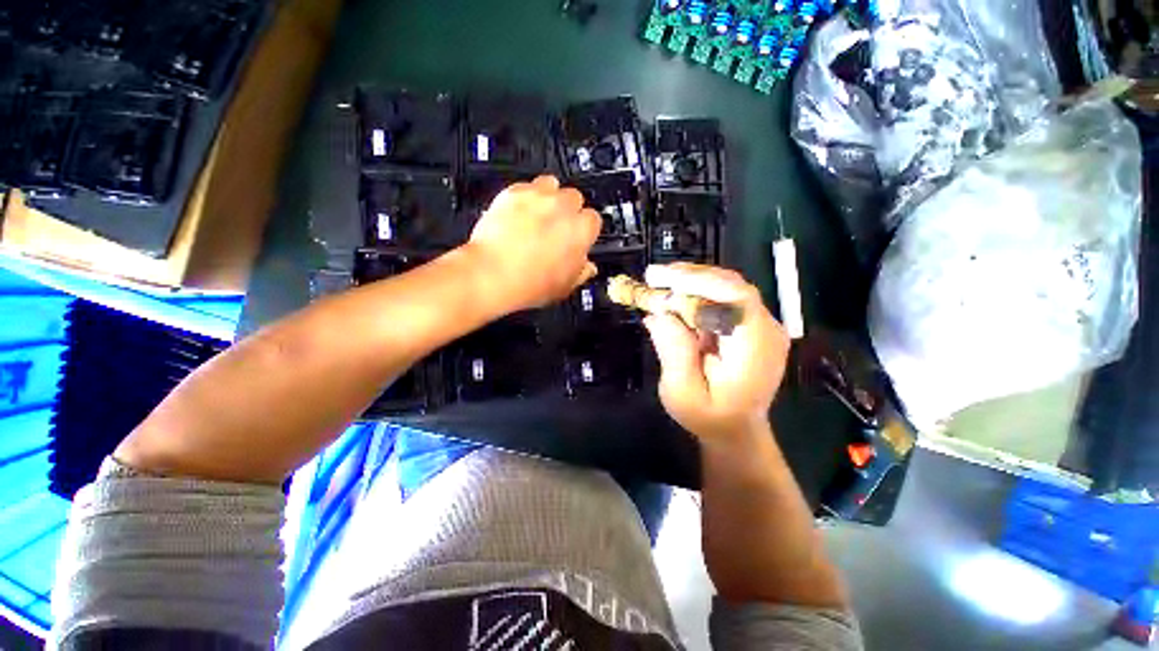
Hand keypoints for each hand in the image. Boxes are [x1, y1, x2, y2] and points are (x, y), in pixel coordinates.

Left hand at [462, 176, 600, 312]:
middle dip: (566, 209)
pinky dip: (522, 196)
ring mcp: (538, 196)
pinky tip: (516, 213)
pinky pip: (524, 186)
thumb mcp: (564, 287)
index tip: (574, 236)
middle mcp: (563, 207)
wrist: (490, 274)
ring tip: (536, 214)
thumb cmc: (525, 282)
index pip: (593, 219)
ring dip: (546, 195)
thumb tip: (586, 267)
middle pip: (574, 197)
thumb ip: (581, 271)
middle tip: (553, 226)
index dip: (583, 229)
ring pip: (550, 184)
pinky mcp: (513, 192)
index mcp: (582, 230)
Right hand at [643, 263, 789, 443]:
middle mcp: (769, 330)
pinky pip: (733, 300)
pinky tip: (682, 301)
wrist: (739, 431)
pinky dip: (706, 295)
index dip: (698, 280)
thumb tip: (658, 312)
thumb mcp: (682, 394)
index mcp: (755, 349)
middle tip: (653, 277)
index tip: (661, 278)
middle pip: (733, 287)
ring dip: (696, 285)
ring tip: (662, 287)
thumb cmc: (710, 418)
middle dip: (692, 278)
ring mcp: (768, 326)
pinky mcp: (759, 325)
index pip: (735, 297)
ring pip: (732, 290)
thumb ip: (674, 352)